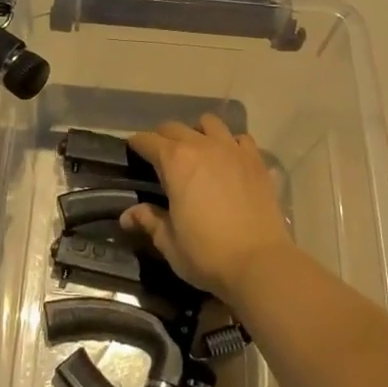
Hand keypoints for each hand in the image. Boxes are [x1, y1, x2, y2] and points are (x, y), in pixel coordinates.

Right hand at [120, 114, 290, 300]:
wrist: (260, 263)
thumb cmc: (207, 253)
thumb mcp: (169, 242)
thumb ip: (149, 221)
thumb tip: (127, 216)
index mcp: (175, 161)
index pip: (147, 140)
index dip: (137, 144)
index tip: (133, 151)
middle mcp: (202, 146)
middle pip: (175, 127)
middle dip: (163, 137)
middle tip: (160, 156)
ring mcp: (233, 150)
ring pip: (210, 123)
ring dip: (198, 132)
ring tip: (197, 152)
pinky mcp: (257, 161)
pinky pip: (240, 139)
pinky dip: (231, 144)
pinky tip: (230, 161)